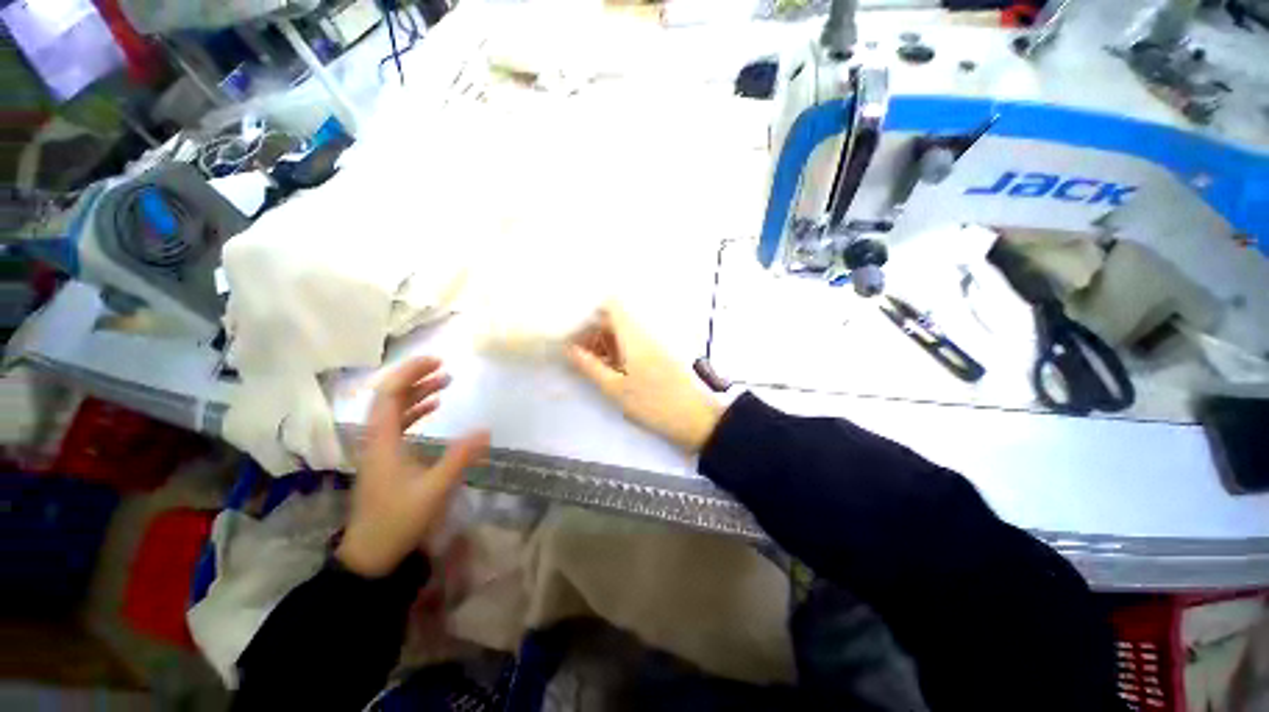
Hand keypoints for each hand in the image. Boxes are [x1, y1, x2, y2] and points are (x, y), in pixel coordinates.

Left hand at [337, 357, 489, 577]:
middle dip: (416, 378)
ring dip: (417, 393)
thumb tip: (485, 430)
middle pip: (390, 398)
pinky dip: (415, 411)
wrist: (371, 555)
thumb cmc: (399, 520)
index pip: (389, 394)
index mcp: (382, 441)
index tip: (437, 361)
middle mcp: (376, 439)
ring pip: (395, 411)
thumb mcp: (434, 489)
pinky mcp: (386, 460)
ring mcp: (380, 450)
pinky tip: (433, 408)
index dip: (410, 373)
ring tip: (444, 382)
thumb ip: (460, 458)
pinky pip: (399, 425)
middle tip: (444, 368)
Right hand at [567, 303, 721, 452]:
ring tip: (588, 362)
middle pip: (615, 319)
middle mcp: (644, 333)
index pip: (612, 305)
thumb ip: (590, 367)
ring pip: (623, 332)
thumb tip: (569, 349)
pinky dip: (617, 351)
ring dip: (604, 342)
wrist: (694, 418)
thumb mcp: (615, 388)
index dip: (591, 311)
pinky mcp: (659, 356)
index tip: (574, 328)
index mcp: (633, 336)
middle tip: (576, 350)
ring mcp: (653, 344)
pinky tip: (608, 369)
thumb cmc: (652, 403)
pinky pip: (633, 344)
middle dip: (593, 330)